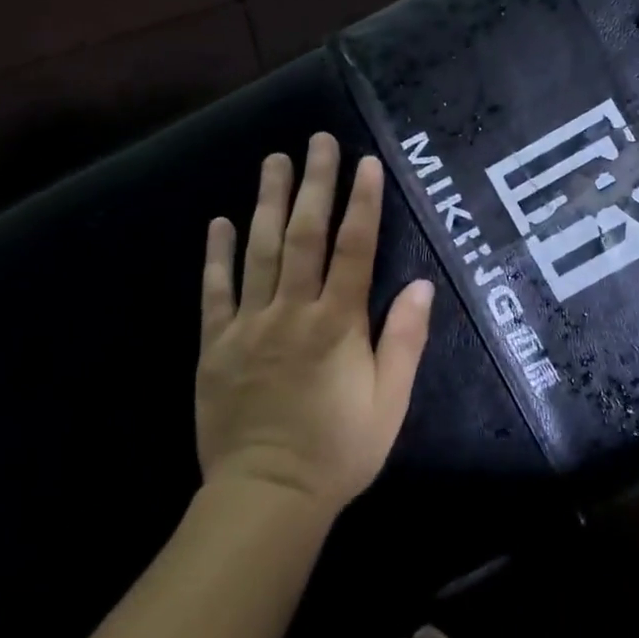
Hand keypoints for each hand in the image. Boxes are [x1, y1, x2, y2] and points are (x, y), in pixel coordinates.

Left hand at [196, 134, 434, 510]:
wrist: (267, 496)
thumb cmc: (339, 450)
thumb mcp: (390, 402)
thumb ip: (404, 340)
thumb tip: (422, 284)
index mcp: (338, 324)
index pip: (354, 249)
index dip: (362, 203)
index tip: (366, 163)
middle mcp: (293, 312)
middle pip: (305, 236)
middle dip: (314, 184)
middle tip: (317, 141)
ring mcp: (250, 325)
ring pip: (260, 251)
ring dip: (268, 202)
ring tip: (274, 160)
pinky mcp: (217, 345)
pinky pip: (216, 292)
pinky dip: (218, 255)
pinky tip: (220, 221)